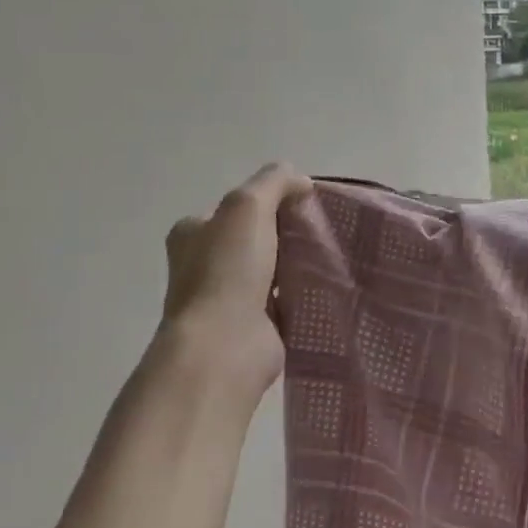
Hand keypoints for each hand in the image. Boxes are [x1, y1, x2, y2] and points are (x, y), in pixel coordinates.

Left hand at [150, 163, 312, 410]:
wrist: (225, 346)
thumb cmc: (228, 271)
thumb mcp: (248, 206)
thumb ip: (274, 182)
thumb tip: (301, 181)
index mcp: (193, 234)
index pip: (236, 208)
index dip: (271, 201)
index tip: (306, 204)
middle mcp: (204, 265)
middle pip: (257, 237)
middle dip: (289, 233)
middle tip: (324, 230)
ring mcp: (228, 299)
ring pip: (273, 269)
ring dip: (298, 265)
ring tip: (334, 257)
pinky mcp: (254, 326)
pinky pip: (286, 300)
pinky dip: (305, 294)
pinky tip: (329, 287)